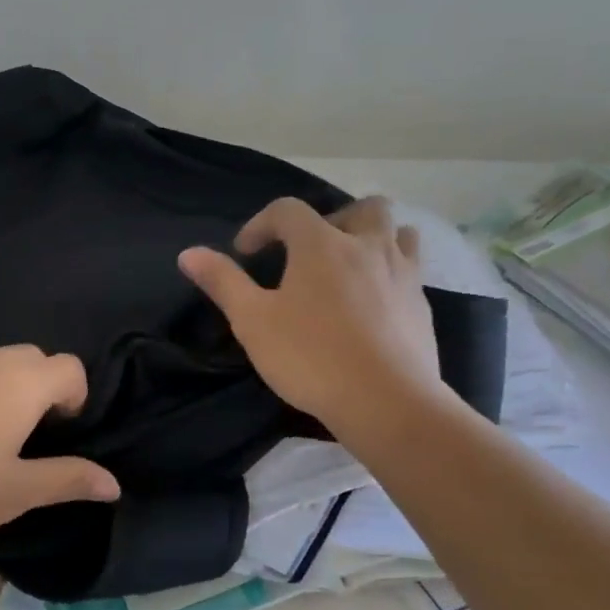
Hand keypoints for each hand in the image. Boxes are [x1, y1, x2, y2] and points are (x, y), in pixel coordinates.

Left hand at [0, 346, 119, 557]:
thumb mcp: (16, 492)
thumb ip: (68, 480)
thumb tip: (114, 484)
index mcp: (20, 384)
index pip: (69, 367)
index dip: (76, 396)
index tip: (61, 433)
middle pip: (33, 357)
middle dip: (45, 388)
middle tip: (31, 436)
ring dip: (8, 388)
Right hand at [178, 196, 446, 431]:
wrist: (387, 401)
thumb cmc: (311, 356)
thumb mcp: (252, 321)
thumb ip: (222, 282)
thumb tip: (188, 253)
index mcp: (321, 244)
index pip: (288, 210)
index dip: (261, 224)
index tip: (246, 253)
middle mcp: (367, 246)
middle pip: (362, 207)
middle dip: (333, 219)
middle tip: (311, 251)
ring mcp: (402, 274)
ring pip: (399, 233)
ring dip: (373, 238)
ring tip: (351, 266)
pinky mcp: (421, 305)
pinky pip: (410, 270)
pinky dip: (390, 273)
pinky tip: (373, 304)